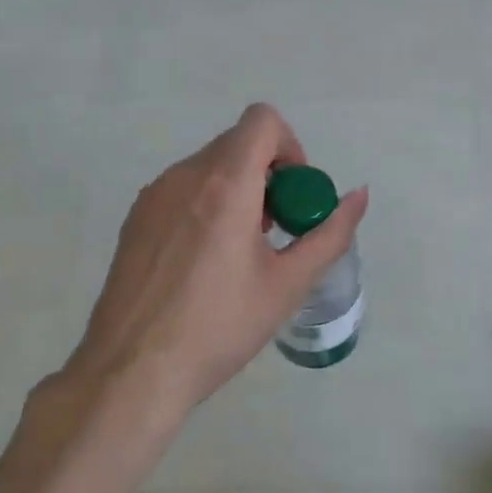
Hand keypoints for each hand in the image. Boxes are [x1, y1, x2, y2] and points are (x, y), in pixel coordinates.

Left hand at [53, 104, 368, 416]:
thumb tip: (359, 195)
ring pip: (210, 167)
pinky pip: (183, 190)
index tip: (294, 196)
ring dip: (238, 190)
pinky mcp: (135, 218)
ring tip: (241, 252)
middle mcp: (184, 176)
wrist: (132, 371)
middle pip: (238, 144)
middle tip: (275, 232)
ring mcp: (153, 196)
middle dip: (269, 175)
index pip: (262, 120)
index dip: (290, 147)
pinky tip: (206, 262)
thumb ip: (330, 234)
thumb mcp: (288, 284)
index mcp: (225, 185)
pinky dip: (208, 205)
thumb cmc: (220, 327)